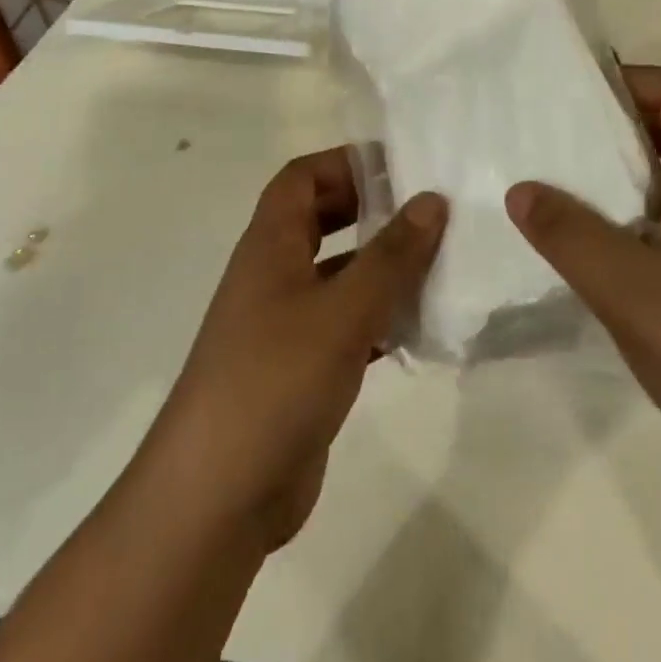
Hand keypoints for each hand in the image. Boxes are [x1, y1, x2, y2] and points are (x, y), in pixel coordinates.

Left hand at [147, 150, 445, 552]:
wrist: (218, 498)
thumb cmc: (275, 381)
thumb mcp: (342, 311)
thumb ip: (391, 255)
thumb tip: (432, 199)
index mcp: (270, 245)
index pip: (302, 178)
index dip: (345, 163)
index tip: (401, 167)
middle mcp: (275, 275)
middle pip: (322, 220)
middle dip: (371, 210)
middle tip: (429, 210)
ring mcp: (286, 324)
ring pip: (340, 274)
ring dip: (383, 266)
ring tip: (442, 261)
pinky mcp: (303, 368)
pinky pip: (348, 324)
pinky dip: (382, 317)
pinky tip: (423, 325)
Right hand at [506, 66, 660, 498]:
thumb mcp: (624, 286)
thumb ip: (567, 232)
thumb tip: (521, 190)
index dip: (636, 81)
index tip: (581, 99)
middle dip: (622, 129)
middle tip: (563, 145)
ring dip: (629, 180)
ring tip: (571, 196)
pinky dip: (642, 224)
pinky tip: (604, 258)